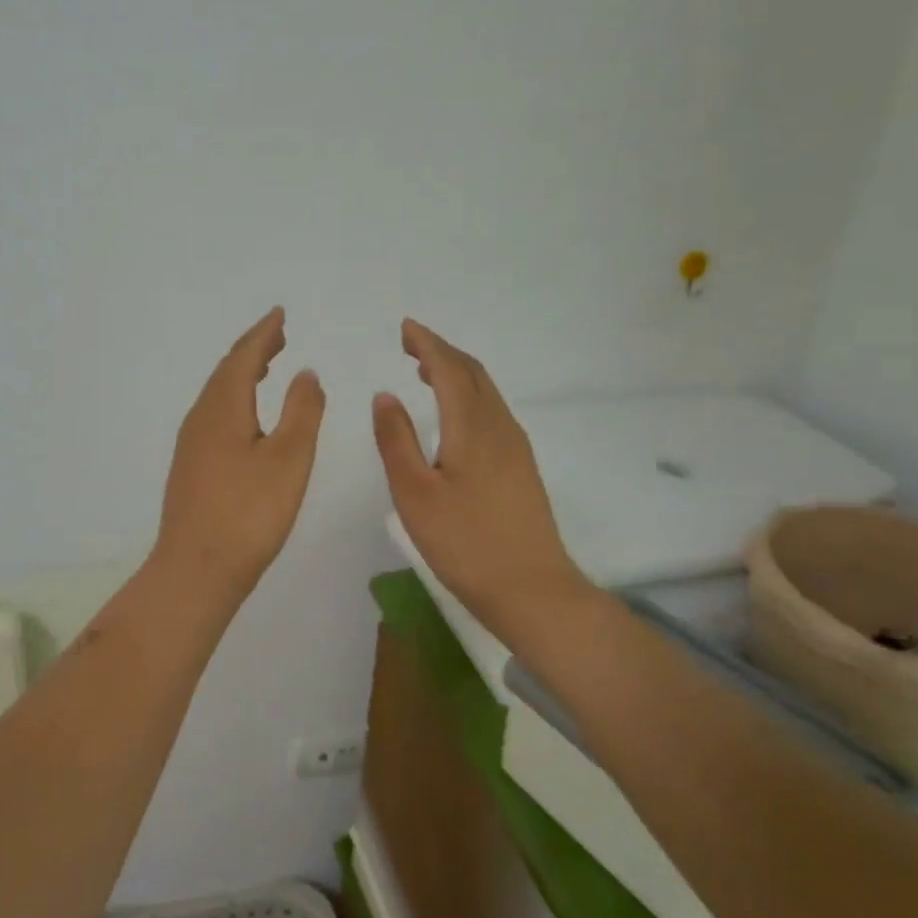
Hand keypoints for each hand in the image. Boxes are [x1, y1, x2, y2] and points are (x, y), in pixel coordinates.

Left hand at [154, 308, 325, 603]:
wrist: (197, 569)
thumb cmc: (249, 513)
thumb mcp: (289, 459)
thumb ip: (301, 411)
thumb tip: (305, 373)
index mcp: (223, 408)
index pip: (243, 357)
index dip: (263, 334)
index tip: (279, 315)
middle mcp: (200, 418)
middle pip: (226, 372)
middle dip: (252, 350)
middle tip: (277, 335)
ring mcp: (191, 444)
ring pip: (217, 395)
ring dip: (241, 374)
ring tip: (264, 366)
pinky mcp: (190, 467)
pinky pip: (213, 415)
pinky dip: (233, 400)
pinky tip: (244, 417)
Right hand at [373, 319, 593, 639]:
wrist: (532, 590)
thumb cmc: (465, 543)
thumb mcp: (415, 494)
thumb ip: (396, 440)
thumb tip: (385, 395)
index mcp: (472, 427)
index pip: (449, 368)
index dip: (427, 343)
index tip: (405, 328)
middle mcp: (499, 427)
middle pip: (473, 373)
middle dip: (442, 351)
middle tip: (410, 344)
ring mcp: (515, 447)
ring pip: (485, 392)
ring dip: (456, 372)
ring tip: (425, 370)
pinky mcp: (521, 467)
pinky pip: (492, 411)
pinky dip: (468, 395)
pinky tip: (454, 415)